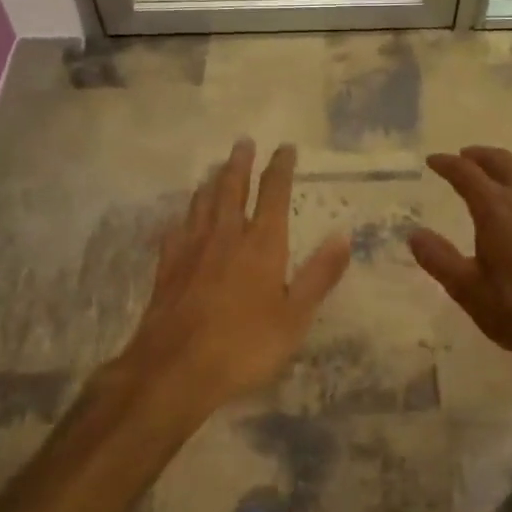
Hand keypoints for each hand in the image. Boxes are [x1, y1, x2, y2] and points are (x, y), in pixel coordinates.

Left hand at [126, 139, 350, 418]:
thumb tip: (343, 234)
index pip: (273, 193)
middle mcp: (225, 236)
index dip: (280, 167)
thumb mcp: (295, 316)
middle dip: (239, 164)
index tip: (285, 147)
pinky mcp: (168, 267)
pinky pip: (177, 230)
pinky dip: (184, 216)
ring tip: (214, 168)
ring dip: (211, 182)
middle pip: (231, 189)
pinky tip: (182, 217)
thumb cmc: (245, 345)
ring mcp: (192, 249)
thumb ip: (319, 274)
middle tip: (242, 142)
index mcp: (261, 244)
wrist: (175, 369)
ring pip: (202, 204)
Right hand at [410, 146, 511, 375]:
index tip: (432, 160)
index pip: (467, 174)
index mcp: (496, 210)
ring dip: (505, 167)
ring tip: (492, 176)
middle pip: (502, 163)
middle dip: (479, 156)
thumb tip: (414, 234)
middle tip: (462, 157)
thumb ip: (439, 259)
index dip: (447, 164)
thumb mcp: (468, 290)